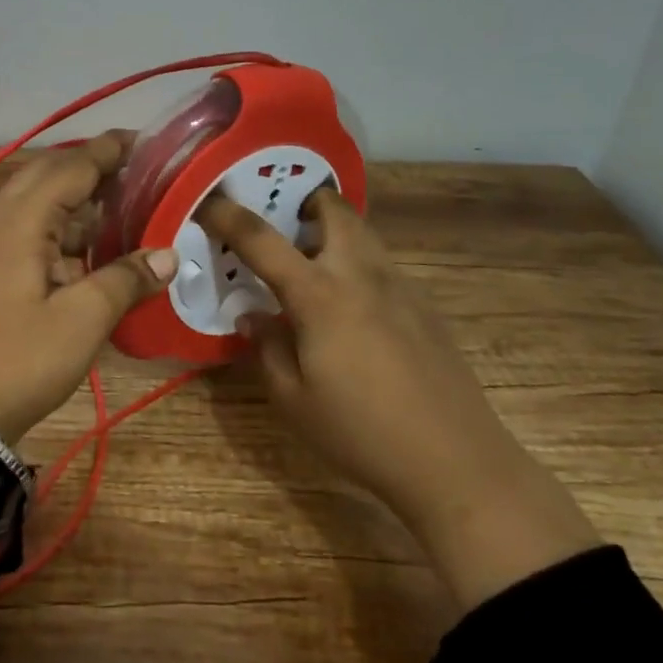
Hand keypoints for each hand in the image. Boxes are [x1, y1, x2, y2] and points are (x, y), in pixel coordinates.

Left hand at [0, 133, 178, 446]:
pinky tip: (91, 248)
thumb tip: (169, 254)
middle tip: (137, 171)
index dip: (108, 151)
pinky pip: (30, 233)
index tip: (146, 141)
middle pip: (48, 176)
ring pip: (38, 205)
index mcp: (20, 222)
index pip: (70, 167)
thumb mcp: (82, 321)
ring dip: (77, 200)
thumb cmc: (19, 360)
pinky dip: (63, 230)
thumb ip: (125, 279)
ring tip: (124, 204)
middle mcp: (1, 223)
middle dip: (91, 167)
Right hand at [199, 188, 598, 609]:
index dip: (227, 214)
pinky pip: (382, 265)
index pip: (261, 238)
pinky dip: (357, 264)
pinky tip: (352, 311)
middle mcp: (360, 274)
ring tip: (311, 263)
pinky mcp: (424, 307)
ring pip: (363, 232)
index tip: (206, 200)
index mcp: (319, 294)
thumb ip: (266, 346)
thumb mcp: (292, 398)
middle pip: (333, 208)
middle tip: (282, 223)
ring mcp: (400, 286)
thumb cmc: (360, 432)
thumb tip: (253, 315)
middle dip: (304, 201)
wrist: (456, 462)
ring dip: (333, 230)